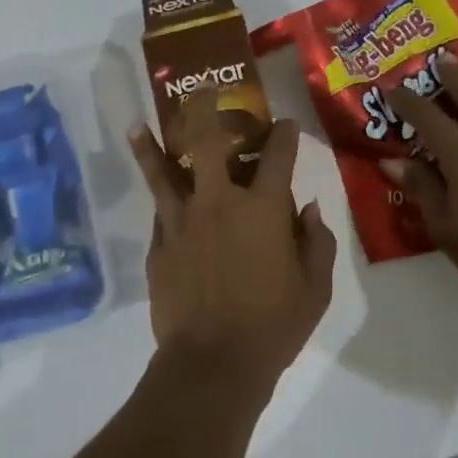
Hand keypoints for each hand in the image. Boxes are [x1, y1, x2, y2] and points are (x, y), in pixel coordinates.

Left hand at [129, 89, 335, 396]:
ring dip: (153, 145)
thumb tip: (308, 208)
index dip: (283, 134)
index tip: (283, 125)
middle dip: (208, 111)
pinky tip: (156, 190)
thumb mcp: (315, 289)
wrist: (212, 364)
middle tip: (205, 93)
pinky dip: (159, 197)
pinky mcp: (159, 245)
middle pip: (209, 142)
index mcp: (263, 209)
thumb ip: (317, 242)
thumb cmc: (273, 327)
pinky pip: (159, 212)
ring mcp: (182, 221)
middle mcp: (219, 202)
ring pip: (164, 171)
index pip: (277, 155)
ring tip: (140, 124)